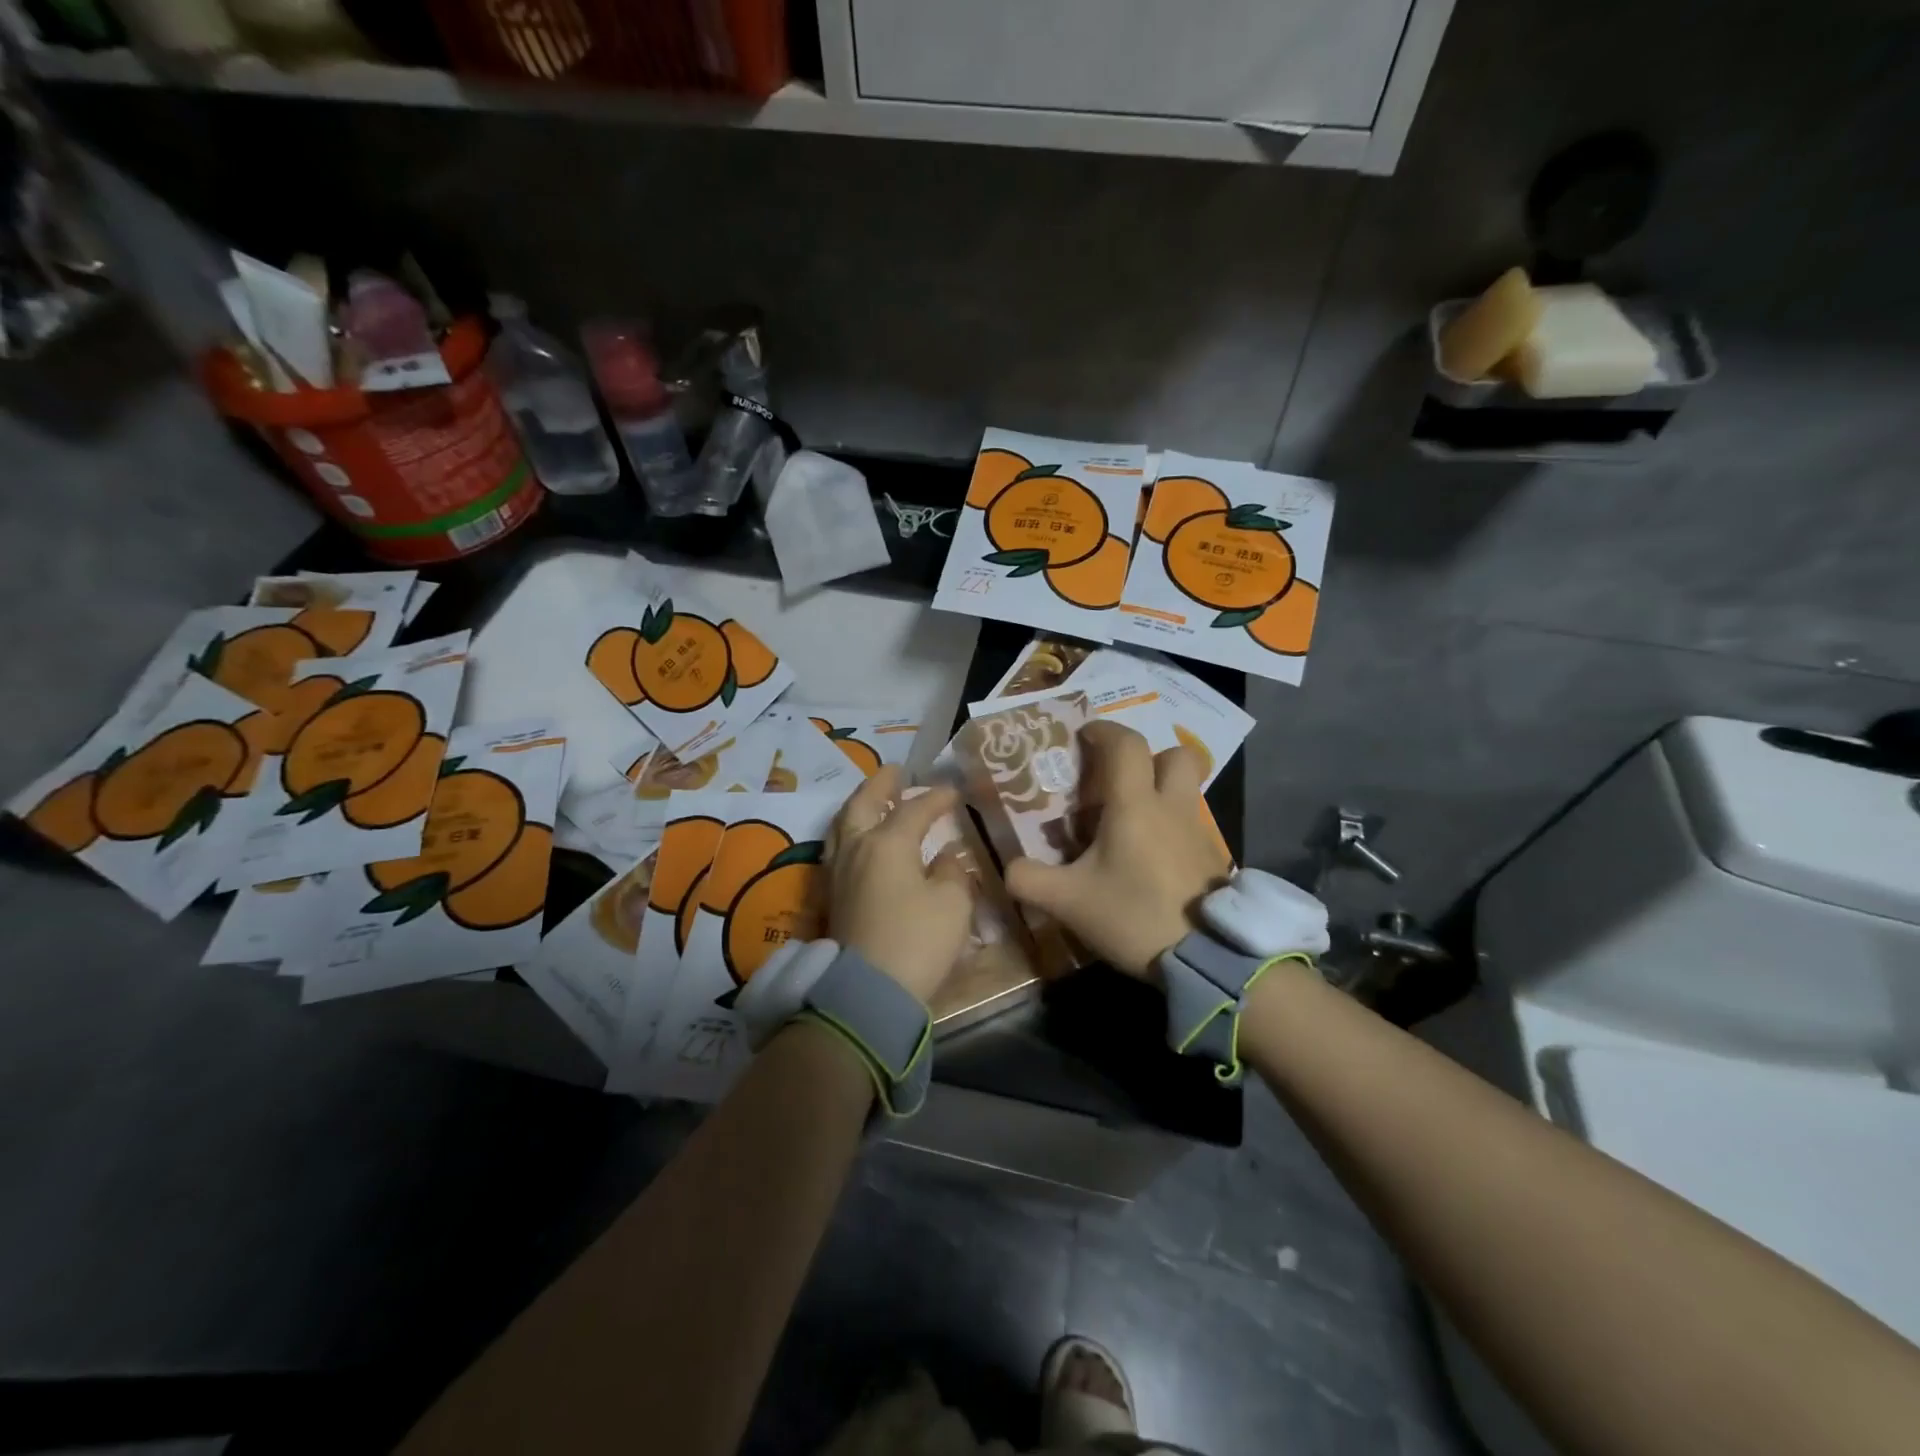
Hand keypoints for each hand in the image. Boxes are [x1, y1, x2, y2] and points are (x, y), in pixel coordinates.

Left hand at [827, 767, 974, 1002]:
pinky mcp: (832, 896)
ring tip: (874, 799)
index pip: (915, 809)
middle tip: (895, 772)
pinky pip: (838, 847)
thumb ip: (952, 872)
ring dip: (860, 805)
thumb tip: (946, 856)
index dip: (936, 797)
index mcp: (887, 843)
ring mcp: (838, 872)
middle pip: (863, 804)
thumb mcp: (952, 904)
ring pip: (843, 824)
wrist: (867, 993)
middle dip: (880, 785)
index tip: (954, 791)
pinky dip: (851, 832)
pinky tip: (860, 840)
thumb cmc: (916, 941)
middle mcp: (856, 848)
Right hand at [1004, 721, 1230, 977]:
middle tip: (1118, 780)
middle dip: (1147, 757)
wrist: (1205, 957)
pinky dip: (1171, 825)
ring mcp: (1199, 831)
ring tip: (1132, 818)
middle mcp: (1172, 807)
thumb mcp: (1068, 901)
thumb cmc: (1133, 915)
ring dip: (1161, 790)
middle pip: (1174, 754)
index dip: (1104, 731)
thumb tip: (1010, 868)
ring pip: (1186, 788)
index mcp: (1135, 805)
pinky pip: (1191, 823)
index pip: (1126, 744)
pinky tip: (1151, 857)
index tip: (1084, 737)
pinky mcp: (1212, 857)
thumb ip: (1029, 880)